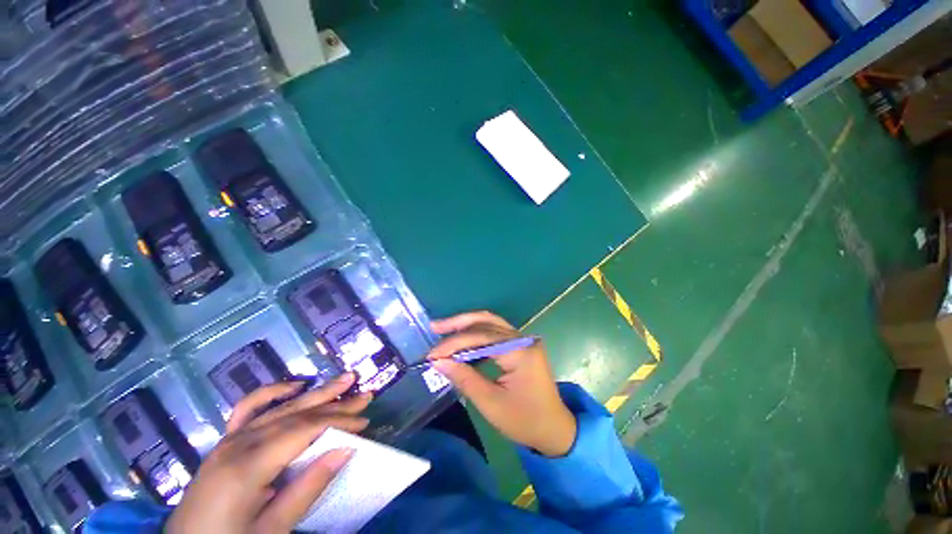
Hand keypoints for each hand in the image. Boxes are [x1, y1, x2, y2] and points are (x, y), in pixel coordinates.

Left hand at [165, 373, 372, 533]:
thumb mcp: (273, 530)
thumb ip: (308, 487)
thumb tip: (346, 449)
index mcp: (248, 465)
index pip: (304, 430)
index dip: (338, 422)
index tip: (365, 422)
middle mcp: (239, 443)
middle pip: (297, 413)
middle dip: (335, 402)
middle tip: (365, 394)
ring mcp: (229, 439)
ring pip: (280, 408)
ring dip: (316, 393)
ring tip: (343, 381)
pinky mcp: (224, 442)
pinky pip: (248, 409)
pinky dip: (273, 393)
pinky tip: (294, 386)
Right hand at [428, 312, 576, 456]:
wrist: (555, 429)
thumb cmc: (525, 421)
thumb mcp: (491, 403)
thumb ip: (464, 378)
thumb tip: (438, 362)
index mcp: (520, 351)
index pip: (481, 338)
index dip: (454, 344)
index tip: (432, 354)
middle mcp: (523, 338)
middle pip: (487, 322)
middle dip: (459, 324)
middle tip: (435, 328)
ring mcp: (524, 340)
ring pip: (490, 323)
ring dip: (467, 325)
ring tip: (443, 331)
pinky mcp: (521, 345)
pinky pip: (495, 333)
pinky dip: (476, 335)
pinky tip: (462, 342)